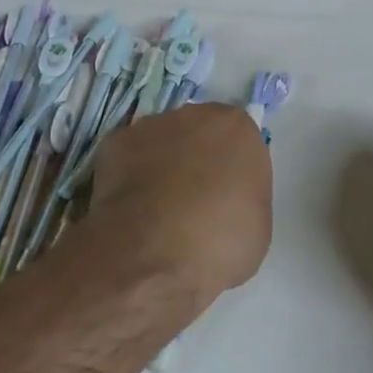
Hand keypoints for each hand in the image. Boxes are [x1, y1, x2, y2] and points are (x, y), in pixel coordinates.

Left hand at [87, 104, 271, 305]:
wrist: (150, 257)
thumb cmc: (217, 243)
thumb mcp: (257, 227)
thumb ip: (246, 197)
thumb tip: (227, 201)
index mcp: (238, 128)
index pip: (241, 144)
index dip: (233, 173)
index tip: (228, 202)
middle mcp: (196, 115)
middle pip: (201, 134)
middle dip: (198, 161)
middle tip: (194, 204)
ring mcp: (151, 126)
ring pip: (163, 143)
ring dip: (162, 166)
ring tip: (156, 212)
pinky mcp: (114, 143)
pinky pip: (129, 159)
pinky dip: (129, 179)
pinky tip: (130, 212)